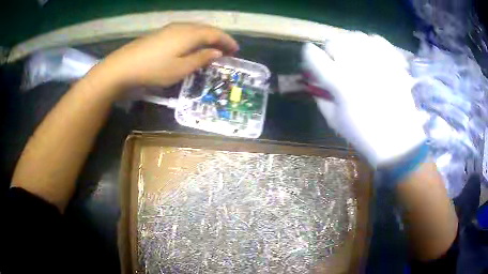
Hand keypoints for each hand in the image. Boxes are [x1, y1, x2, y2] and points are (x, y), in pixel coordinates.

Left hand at [93, 23, 238, 89]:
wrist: (123, 66)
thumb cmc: (154, 69)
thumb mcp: (180, 69)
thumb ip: (201, 59)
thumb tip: (217, 52)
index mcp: (190, 34)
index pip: (215, 34)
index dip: (227, 41)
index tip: (236, 50)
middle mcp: (182, 27)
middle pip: (206, 29)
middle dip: (218, 38)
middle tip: (226, 49)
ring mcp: (170, 28)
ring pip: (195, 29)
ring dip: (206, 37)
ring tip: (212, 47)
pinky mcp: (161, 33)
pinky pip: (185, 31)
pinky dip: (195, 37)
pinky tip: (192, 45)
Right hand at [302, 33, 425, 166]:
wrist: (399, 141)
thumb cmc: (365, 135)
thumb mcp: (334, 120)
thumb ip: (321, 96)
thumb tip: (315, 79)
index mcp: (340, 83)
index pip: (313, 55)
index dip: (309, 54)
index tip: (312, 58)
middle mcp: (357, 66)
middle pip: (333, 41)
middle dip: (330, 50)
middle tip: (336, 61)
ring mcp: (377, 61)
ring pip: (354, 36)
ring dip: (349, 44)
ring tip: (354, 56)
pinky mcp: (393, 61)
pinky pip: (376, 39)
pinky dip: (369, 43)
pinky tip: (370, 54)